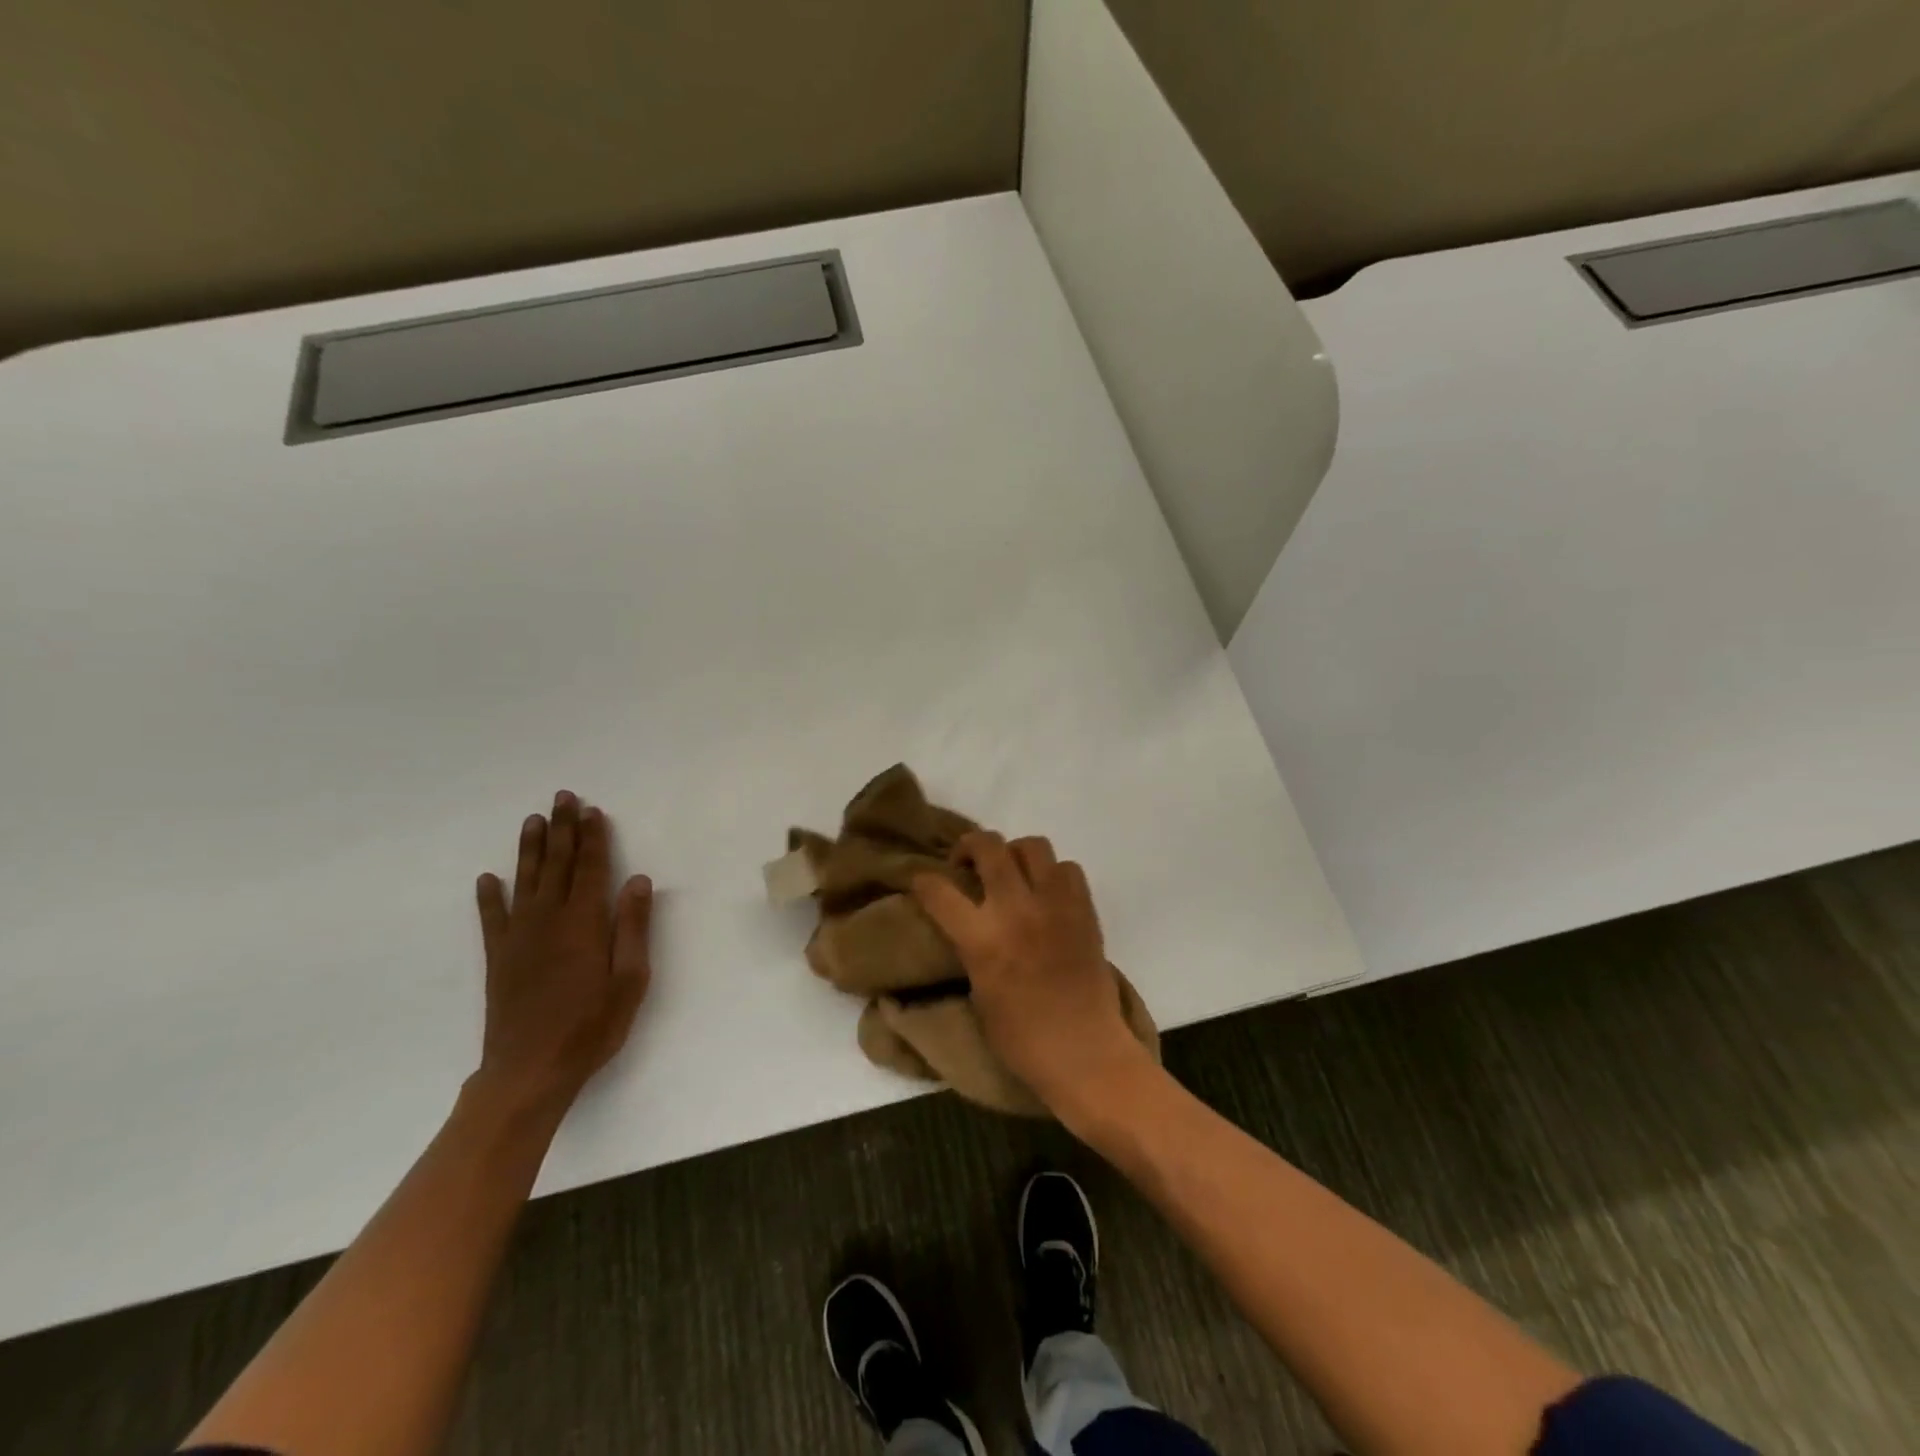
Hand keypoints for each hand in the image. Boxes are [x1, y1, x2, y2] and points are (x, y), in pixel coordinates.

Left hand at [472, 791, 652, 1116]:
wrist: (529, 1071)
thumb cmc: (591, 1026)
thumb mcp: (630, 979)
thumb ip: (632, 927)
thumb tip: (637, 880)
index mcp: (584, 923)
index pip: (591, 868)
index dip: (593, 838)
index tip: (593, 810)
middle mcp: (548, 920)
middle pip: (557, 865)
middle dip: (562, 829)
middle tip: (562, 797)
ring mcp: (519, 938)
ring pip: (525, 881)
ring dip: (530, 849)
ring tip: (533, 820)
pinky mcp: (498, 958)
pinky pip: (492, 918)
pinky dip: (489, 896)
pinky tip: (488, 878)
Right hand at [912, 832, 1150, 1116]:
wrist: (1085, 1052)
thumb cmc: (1022, 1040)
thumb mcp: (978, 995)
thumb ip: (971, 951)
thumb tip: (968, 928)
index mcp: (982, 939)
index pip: (939, 891)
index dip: (923, 881)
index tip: (922, 882)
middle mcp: (1016, 910)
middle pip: (989, 847)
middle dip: (971, 845)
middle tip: (968, 861)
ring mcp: (1054, 904)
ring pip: (1032, 846)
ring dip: (1015, 853)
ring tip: (1012, 873)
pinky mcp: (1084, 909)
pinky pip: (1068, 868)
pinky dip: (1053, 873)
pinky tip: (1047, 894)